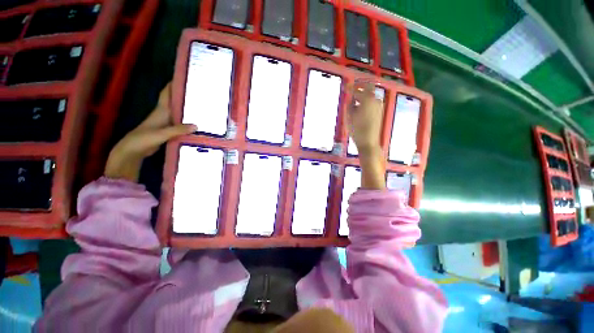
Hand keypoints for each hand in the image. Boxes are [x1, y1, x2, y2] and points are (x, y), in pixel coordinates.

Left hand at [104, 83, 195, 181]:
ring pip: (179, 114)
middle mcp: (164, 114)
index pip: (167, 94)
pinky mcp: (169, 131)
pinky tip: (197, 126)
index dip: (174, 85)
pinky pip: (180, 125)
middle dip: (186, 98)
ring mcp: (167, 123)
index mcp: (161, 110)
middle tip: (200, 95)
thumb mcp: (162, 133)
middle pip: (176, 103)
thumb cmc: (144, 138)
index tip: (185, 79)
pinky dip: (187, 123)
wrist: (134, 150)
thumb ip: (178, 129)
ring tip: (202, 109)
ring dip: (188, 111)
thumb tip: (197, 126)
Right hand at [346, 81, 385, 188]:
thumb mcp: (349, 116)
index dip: (351, 88)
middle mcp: (376, 100)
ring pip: (371, 96)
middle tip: (351, 91)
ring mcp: (379, 106)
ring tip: (354, 100)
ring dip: (363, 95)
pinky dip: (366, 102)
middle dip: (359, 88)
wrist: (368, 142)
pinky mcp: (380, 113)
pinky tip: (360, 107)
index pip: (359, 89)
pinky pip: (372, 102)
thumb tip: (351, 98)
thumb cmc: (357, 129)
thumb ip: (350, 104)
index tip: (345, 87)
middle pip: (368, 89)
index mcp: (368, 99)